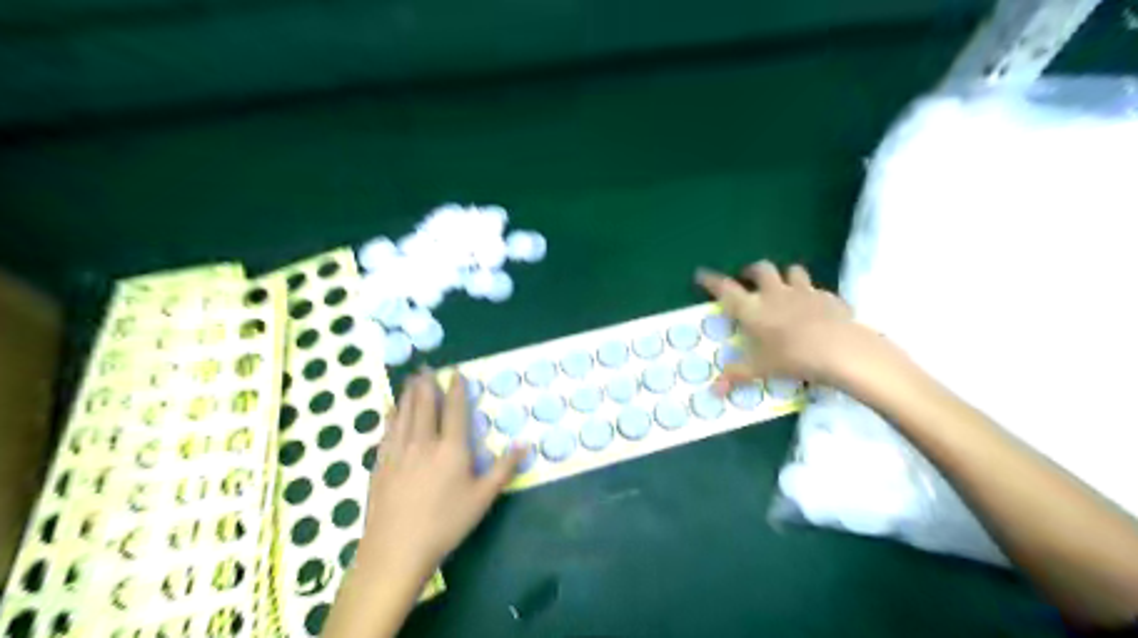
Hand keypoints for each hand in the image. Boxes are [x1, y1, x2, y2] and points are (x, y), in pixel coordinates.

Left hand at [357, 371, 526, 580]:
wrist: (396, 550)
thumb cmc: (446, 524)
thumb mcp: (483, 498)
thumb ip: (504, 469)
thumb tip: (525, 444)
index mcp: (451, 449)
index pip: (455, 410)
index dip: (456, 388)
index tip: (456, 372)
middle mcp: (424, 442)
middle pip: (425, 405)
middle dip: (427, 384)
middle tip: (427, 367)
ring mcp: (399, 452)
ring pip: (404, 413)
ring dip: (409, 393)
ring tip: (411, 378)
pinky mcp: (381, 464)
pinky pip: (387, 431)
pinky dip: (391, 415)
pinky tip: (391, 409)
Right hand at [693, 258, 872, 389]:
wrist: (840, 350)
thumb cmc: (791, 357)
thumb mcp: (760, 369)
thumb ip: (736, 375)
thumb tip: (713, 391)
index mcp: (752, 308)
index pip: (725, 288)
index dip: (711, 281)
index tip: (701, 275)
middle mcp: (774, 293)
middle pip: (760, 269)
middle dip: (752, 271)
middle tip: (747, 279)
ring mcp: (803, 292)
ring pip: (792, 271)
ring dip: (785, 276)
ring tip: (782, 286)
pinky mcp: (828, 297)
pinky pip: (818, 290)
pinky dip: (813, 295)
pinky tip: (815, 307)